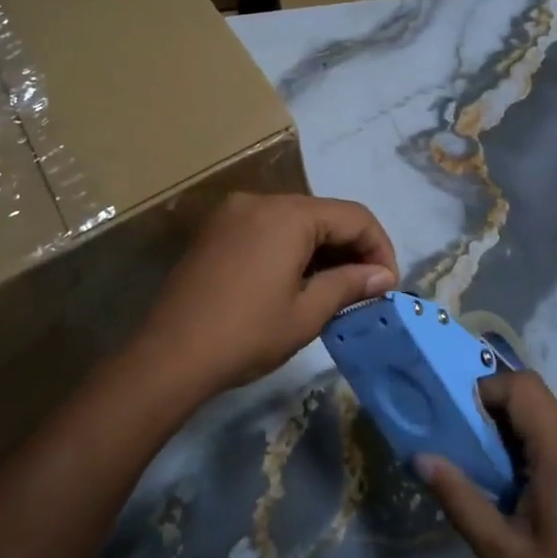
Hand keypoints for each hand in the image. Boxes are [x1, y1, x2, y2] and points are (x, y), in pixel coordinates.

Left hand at [128, 192, 397, 398]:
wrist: (169, 356)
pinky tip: (297, 282)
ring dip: (322, 250)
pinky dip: (291, 249)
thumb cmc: (246, 335)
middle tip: (366, 290)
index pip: (354, 216)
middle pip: (324, 214)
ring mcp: (233, 213)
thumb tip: (383, 276)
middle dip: (351, 249)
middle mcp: (260, 201)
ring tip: (335, 290)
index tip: (387, 286)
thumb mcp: (307, 313)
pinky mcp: (216, 231)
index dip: (379, 248)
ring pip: (295, 221)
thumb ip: (350, 284)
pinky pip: (267, 228)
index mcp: (287, 215)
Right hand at [418, 371, 556, 557]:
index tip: (467, 426)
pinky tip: (555, 465)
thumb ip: (459, 498)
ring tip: (514, 463)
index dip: (488, 392)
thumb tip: (422, 457)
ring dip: (530, 422)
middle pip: (538, 395)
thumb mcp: (500, 551)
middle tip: (482, 455)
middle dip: (501, 412)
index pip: (522, 386)